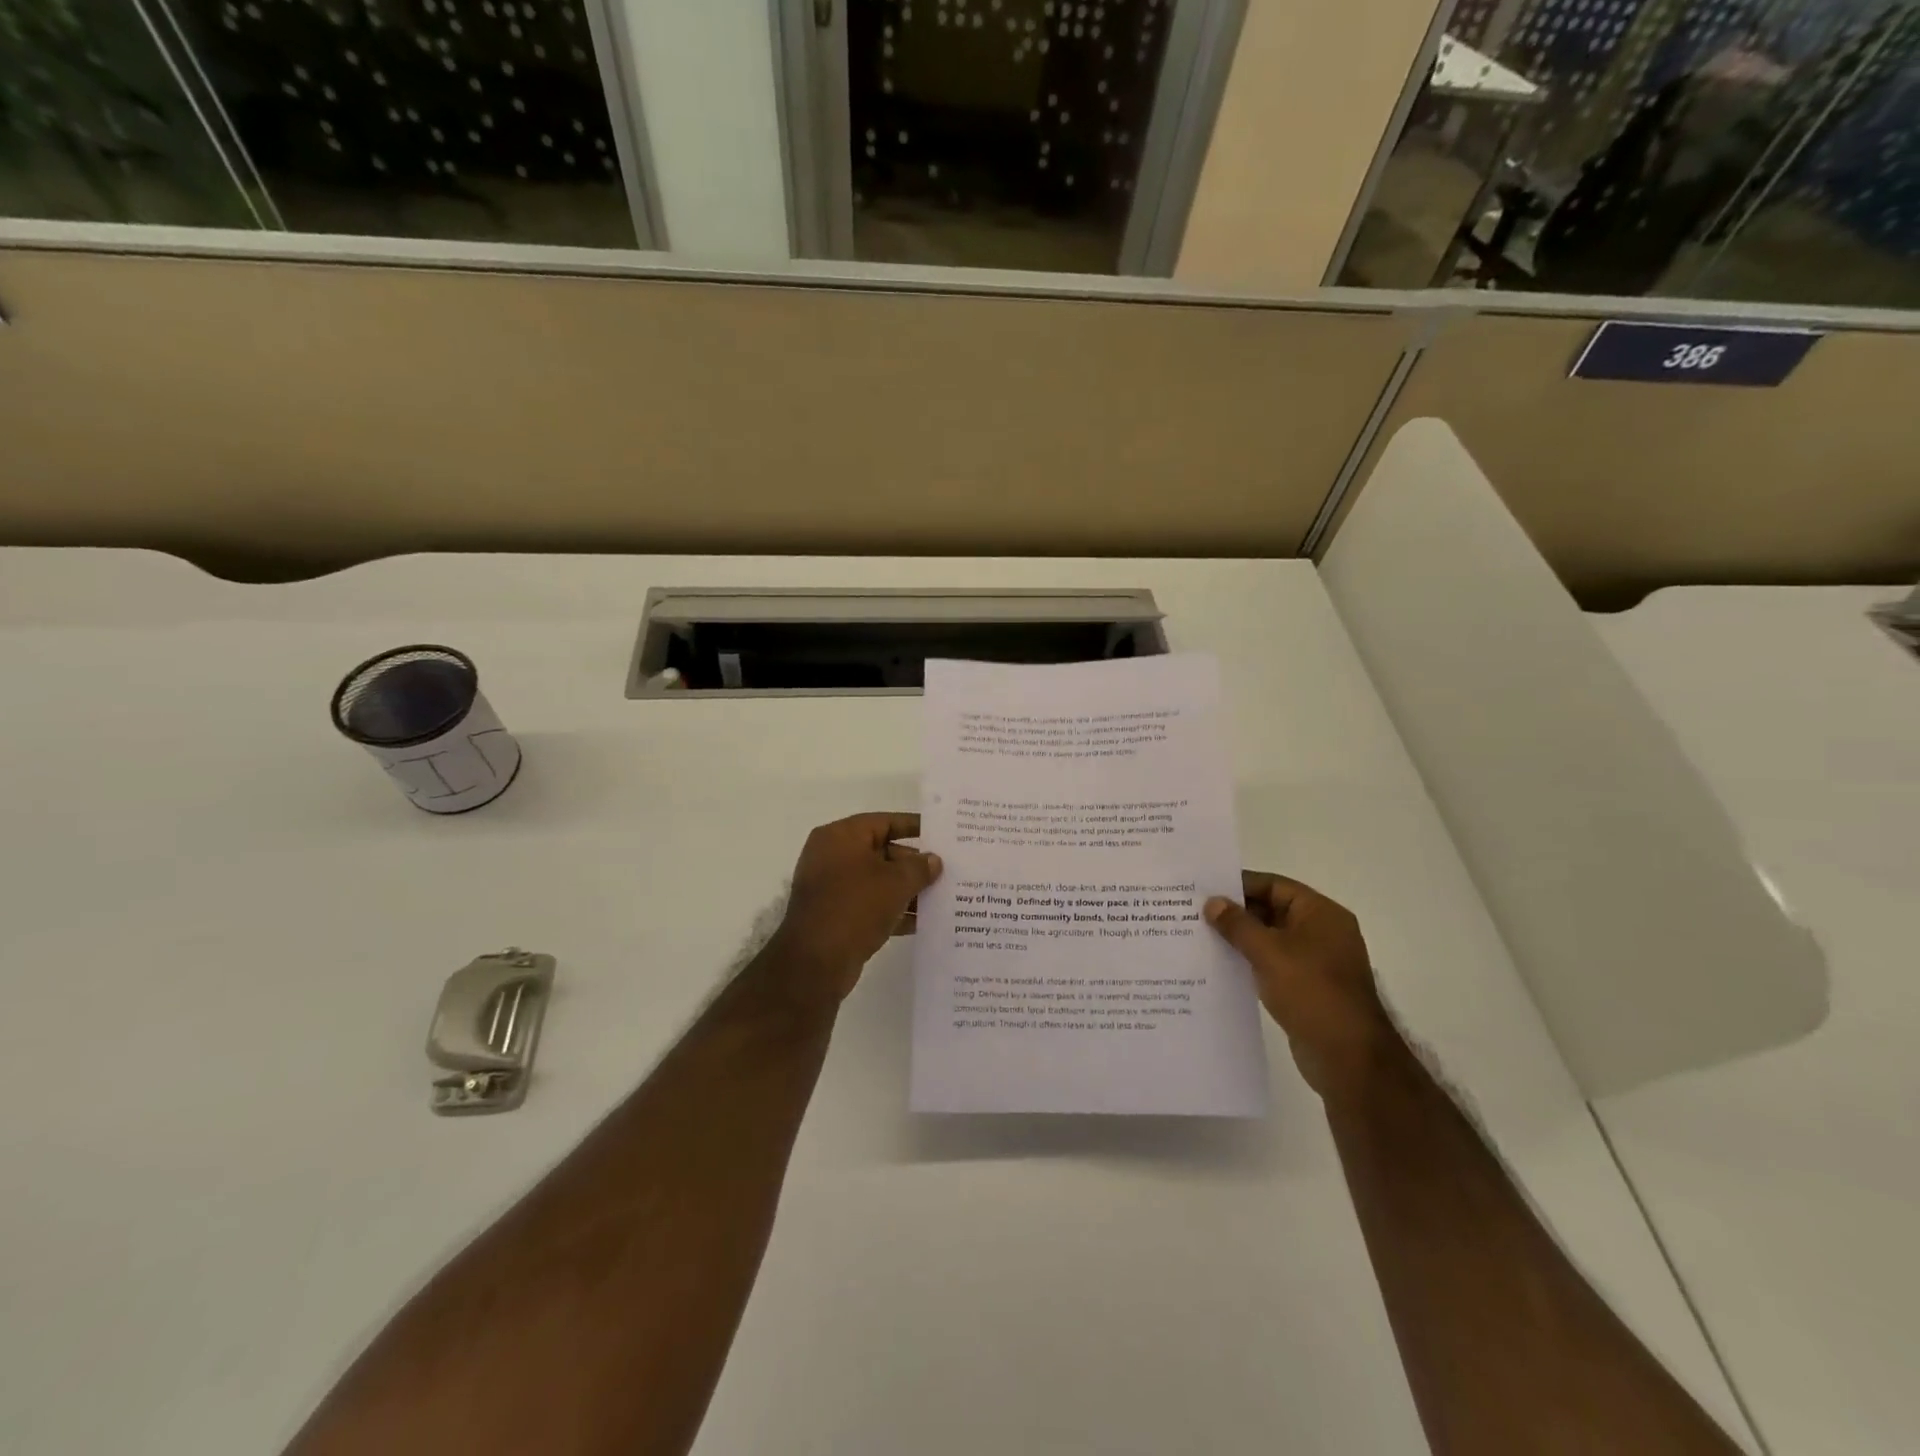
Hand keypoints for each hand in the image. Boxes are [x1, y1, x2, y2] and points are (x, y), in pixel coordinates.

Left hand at [766, 813, 942, 1003]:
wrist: (815, 962)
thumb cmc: (855, 907)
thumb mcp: (895, 883)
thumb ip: (919, 867)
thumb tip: (933, 860)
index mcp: (841, 836)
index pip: (884, 822)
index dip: (914, 827)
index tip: (941, 834)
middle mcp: (833, 856)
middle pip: (882, 851)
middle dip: (914, 863)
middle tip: (947, 870)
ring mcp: (832, 887)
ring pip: (878, 881)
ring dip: (908, 889)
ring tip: (943, 896)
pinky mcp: (836, 915)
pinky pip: (871, 905)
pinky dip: (894, 910)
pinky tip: (923, 921)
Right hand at [1204, 873, 1399, 1096]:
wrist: (1348, 1057)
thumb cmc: (1311, 991)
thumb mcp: (1268, 952)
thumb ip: (1237, 924)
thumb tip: (1212, 902)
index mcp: (1321, 913)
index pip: (1274, 885)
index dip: (1240, 884)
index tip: (1204, 888)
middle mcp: (1322, 932)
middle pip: (1272, 909)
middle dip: (1236, 912)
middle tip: (1195, 912)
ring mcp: (1316, 961)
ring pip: (1271, 938)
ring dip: (1241, 938)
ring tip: (1201, 936)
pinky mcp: (1308, 987)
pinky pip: (1273, 963)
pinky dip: (1250, 961)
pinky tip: (1222, 965)